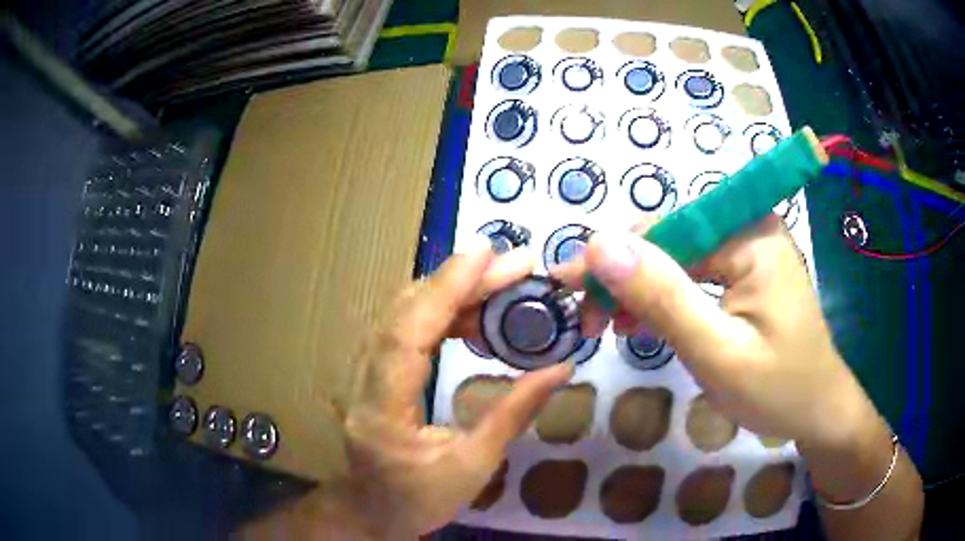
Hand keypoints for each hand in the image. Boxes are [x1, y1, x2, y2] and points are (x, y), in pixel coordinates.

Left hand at [339, 237, 571, 537]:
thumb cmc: (419, 499)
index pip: (407, 335)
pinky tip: (475, 314)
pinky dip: (442, 312)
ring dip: (451, 292)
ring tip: (502, 283)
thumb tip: (560, 369)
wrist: (372, 511)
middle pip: (405, 314)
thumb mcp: (473, 466)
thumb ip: (513, 414)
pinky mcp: (375, 372)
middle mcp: (363, 381)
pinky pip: (407, 329)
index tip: (486, 254)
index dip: (445, 290)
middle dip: (459, 281)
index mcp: (382, 411)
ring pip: (403, 315)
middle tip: (513, 264)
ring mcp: (363, 373)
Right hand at [554, 215, 875, 450]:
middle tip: (586, 317)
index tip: (568, 286)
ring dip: (639, 288)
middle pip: (671, 238)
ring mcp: (748, 249)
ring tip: (609, 324)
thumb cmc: (776, 389)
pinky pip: (694, 273)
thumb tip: (599, 244)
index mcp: (751, 234)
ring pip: (677, 256)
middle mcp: (749, 228)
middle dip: (624, 276)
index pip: (667, 228)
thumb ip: (662, 297)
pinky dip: (663, 297)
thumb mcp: (716, 351)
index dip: (614, 255)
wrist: (817, 411)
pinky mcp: (745, 272)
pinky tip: (642, 320)